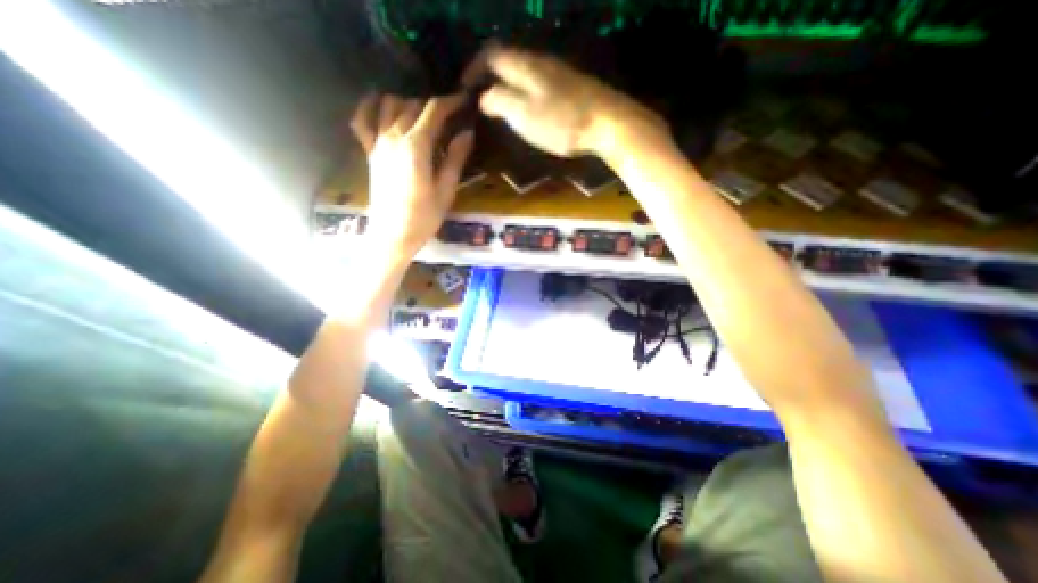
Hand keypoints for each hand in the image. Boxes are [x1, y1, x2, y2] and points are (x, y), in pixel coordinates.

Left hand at [354, 93, 471, 256]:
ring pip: (388, 105)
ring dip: (407, 103)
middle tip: (450, 116)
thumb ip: (455, 159)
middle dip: (433, 105)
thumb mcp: (446, 190)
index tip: (464, 100)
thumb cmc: (424, 217)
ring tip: (423, 115)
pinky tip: (379, 104)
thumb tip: (467, 133)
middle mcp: (393, 137)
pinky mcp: (370, 153)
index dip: (450, 102)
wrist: (393, 236)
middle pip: (412, 106)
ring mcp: (378, 143)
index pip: (433, 112)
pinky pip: (362, 121)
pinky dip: (369, 107)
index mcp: (415, 147)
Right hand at [471, 43, 663, 158]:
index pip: (491, 55)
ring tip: (502, 107)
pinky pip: (540, 83)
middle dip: (491, 77)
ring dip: (509, 85)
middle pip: (508, 60)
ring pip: (525, 72)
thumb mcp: (524, 115)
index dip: (474, 69)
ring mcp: (559, 73)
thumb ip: (500, 102)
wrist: (607, 122)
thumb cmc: (562, 121)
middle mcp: (540, 62)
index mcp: (524, 66)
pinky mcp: (572, 86)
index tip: (464, 88)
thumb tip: (484, 97)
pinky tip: (530, 108)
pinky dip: (527, 92)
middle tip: (482, 100)